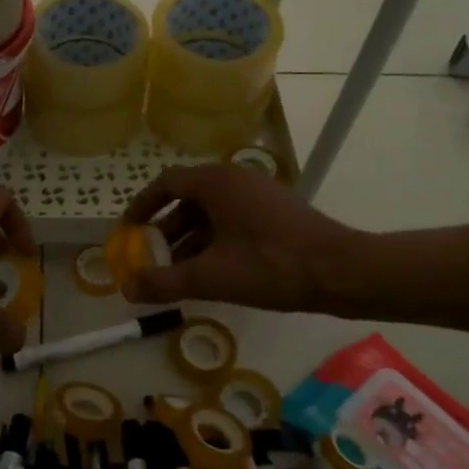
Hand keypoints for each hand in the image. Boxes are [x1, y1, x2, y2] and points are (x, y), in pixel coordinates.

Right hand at [119, 163, 362, 312]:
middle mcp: (236, 180)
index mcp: (216, 182)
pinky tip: (212, 272)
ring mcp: (258, 195)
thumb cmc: (270, 266)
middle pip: (188, 199)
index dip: (142, 206)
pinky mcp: (275, 213)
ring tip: (178, 273)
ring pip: (211, 213)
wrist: (340, 272)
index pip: (166, 183)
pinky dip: (214, 242)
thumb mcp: (210, 277)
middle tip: (152, 257)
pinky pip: (232, 221)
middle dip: (165, 230)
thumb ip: (164, 282)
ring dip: (190, 240)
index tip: (127, 230)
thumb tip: (127, 288)